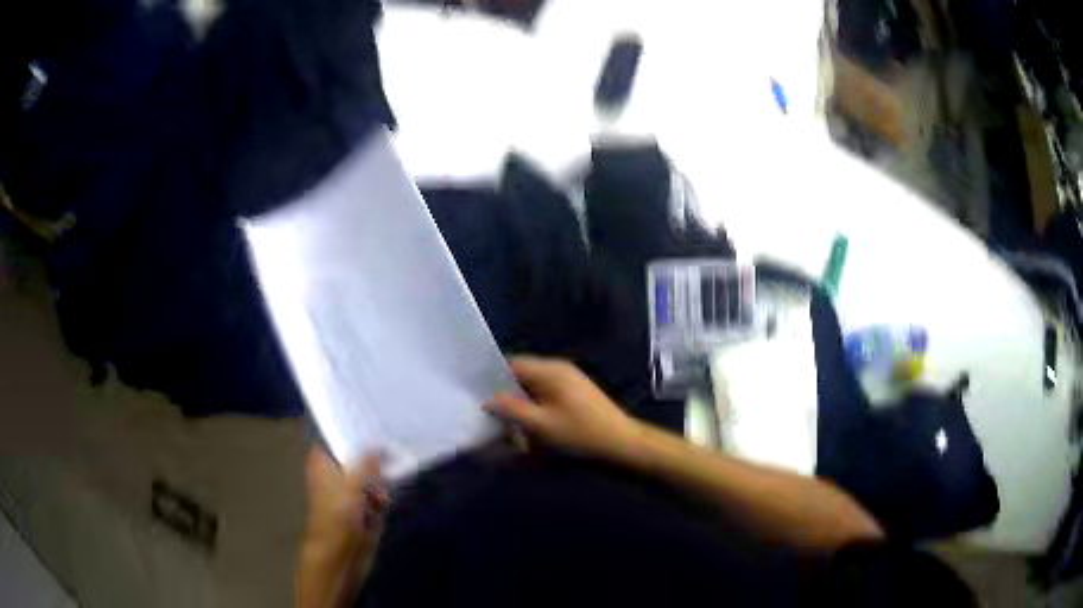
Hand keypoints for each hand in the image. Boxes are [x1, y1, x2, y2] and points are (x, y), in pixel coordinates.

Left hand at [297, 447, 389, 607]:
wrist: (339, 554)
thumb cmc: (338, 514)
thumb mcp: (354, 483)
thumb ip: (368, 462)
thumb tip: (378, 444)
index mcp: (322, 461)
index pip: (338, 438)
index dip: (355, 434)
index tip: (376, 427)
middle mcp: (333, 474)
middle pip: (357, 458)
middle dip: (374, 461)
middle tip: (389, 457)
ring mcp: (347, 493)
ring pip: (369, 478)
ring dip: (379, 484)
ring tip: (381, 496)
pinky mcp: (359, 510)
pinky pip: (375, 497)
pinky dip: (381, 499)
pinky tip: (382, 506)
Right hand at [484, 356, 643, 462]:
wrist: (623, 447)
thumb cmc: (580, 435)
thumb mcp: (540, 425)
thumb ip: (510, 409)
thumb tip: (486, 399)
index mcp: (550, 370)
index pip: (510, 363)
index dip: (489, 378)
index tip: (472, 395)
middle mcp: (558, 371)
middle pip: (520, 377)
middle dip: (503, 395)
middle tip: (485, 414)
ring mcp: (569, 383)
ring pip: (531, 390)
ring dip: (518, 405)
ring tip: (503, 425)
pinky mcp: (575, 398)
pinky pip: (544, 399)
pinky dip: (532, 411)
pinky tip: (526, 429)